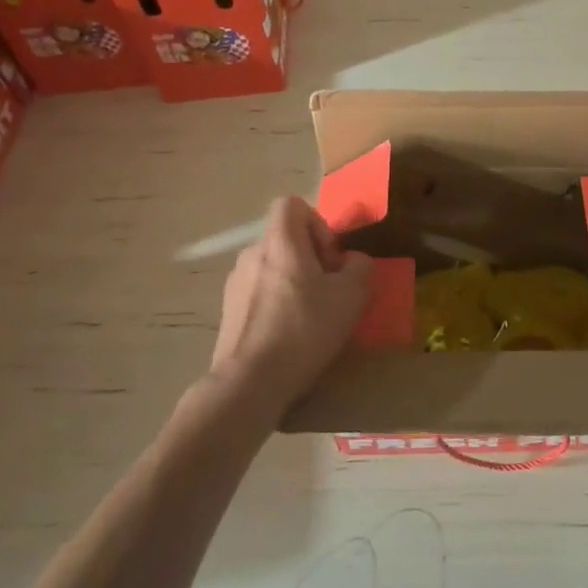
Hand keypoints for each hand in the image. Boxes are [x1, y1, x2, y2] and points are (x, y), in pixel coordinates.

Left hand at [213, 197, 371, 418]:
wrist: (249, 383)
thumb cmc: (304, 329)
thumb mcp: (352, 296)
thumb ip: (360, 267)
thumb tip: (351, 262)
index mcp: (279, 241)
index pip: (292, 204)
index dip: (317, 223)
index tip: (330, 258)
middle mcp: (252, 253)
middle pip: (285, 239)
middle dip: (310, 258)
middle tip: (328, 291)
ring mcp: (235, 284)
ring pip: (272, 268)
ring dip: (293, 283)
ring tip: (310, 318)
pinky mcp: (227, 312)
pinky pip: (258, 294)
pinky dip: (275, 305)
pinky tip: (288, 337)